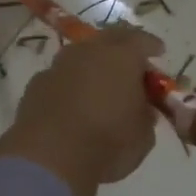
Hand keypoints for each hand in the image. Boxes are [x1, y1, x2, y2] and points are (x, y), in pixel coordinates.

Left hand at [0, 26, 164, 195]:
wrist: (49, 157)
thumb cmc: (107, 142)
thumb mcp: (143, 136)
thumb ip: (145, 115)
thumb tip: (142, 108)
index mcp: (122, 56)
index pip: (141, 40)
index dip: (151, 45)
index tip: (158, 52)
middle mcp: (89, 51)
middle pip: (109, 38)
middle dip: (122, 47)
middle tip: (130, 63)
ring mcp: (59, 65)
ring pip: (81, 55)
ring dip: (92, 65)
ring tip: (100, 84)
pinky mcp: (36, 84)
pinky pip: (60, 76)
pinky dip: (70, 84)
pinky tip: (72, 103)